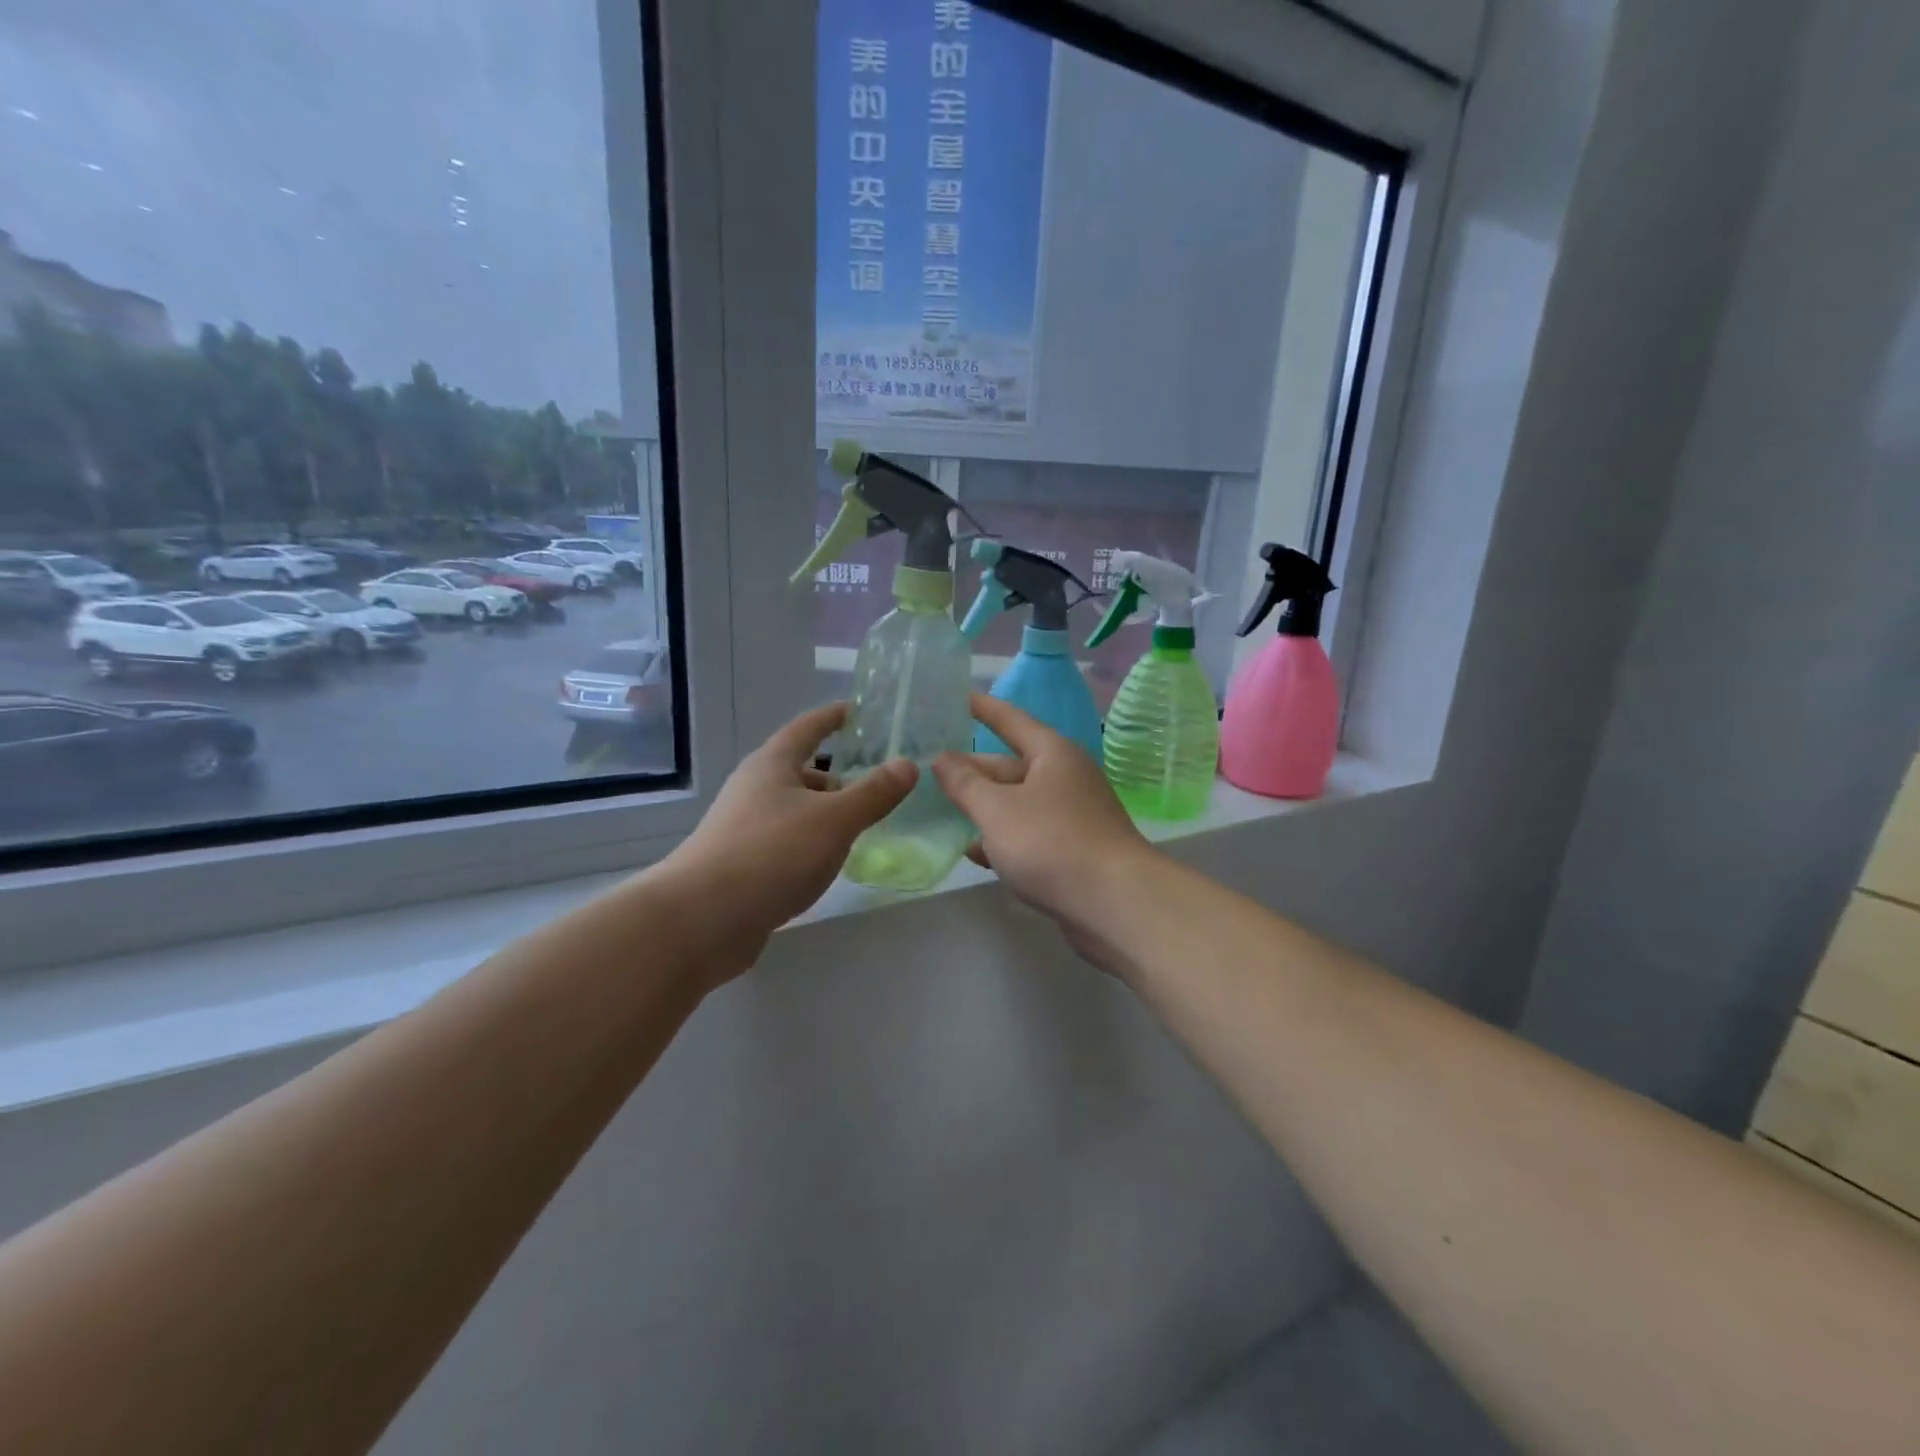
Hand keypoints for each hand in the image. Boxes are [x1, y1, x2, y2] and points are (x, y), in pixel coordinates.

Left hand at [662, 703, 914, 976]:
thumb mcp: (834, 820)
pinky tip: (829, 863)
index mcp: (772, 765)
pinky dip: (811, 843)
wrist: (702, 919)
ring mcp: (744, 827)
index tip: (860, 710)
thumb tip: (907, 764)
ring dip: (826, 813)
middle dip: (838, 776)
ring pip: (795, 809)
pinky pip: (786, 841)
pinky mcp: (742, 864)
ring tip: (862, 828)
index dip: (835, 717)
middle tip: (878, 785)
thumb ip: (873, 793)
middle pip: (802, 771)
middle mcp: (754, 789)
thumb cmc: (772, 854)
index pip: (808, 727)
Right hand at [932, 694, 1157, 969]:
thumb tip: (942, 759)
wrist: (1115, 903)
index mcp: (1052, 754)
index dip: (982, 708)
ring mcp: (1072, 816)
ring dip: (983, 808)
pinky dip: (1002, 839)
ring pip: (1017, 803)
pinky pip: (1029, 835)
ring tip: (942, 810)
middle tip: (929, 769)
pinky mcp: (1073, 851)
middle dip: (972, 770)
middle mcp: (1065, 778)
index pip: (1010, 719)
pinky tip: (973, 852)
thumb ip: (965, 784)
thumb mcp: (997, 810)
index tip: (956, 696)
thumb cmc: (1051, 843)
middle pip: (1010, 765)